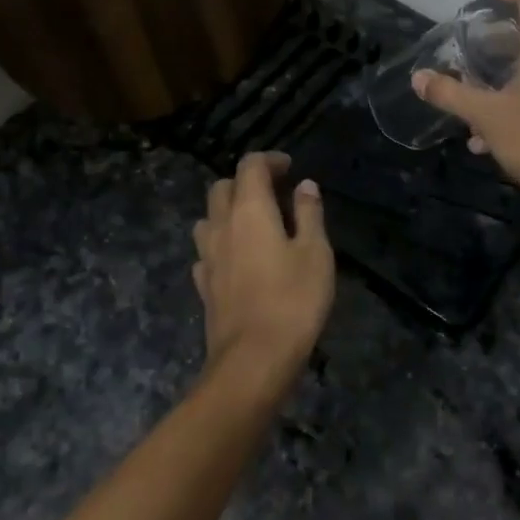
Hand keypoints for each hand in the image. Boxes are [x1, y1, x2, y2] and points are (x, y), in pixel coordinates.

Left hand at [192, 153, 334, 403]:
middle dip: (246, 181)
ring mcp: (207, 256)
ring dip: (228, 211)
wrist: (253, 359)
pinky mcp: (203, 285)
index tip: (289, 168)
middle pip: (222, 187)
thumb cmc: (293, 300)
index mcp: (249, 210)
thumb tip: (304, 185)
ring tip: (254, 224)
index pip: (249, 166)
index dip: (269, 160)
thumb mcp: (315, 253)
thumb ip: (309, 214)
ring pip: (208, 218)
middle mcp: (221, 226)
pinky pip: (207, 251)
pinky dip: (221, 243)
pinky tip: (238, 258)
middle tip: (274, 193)